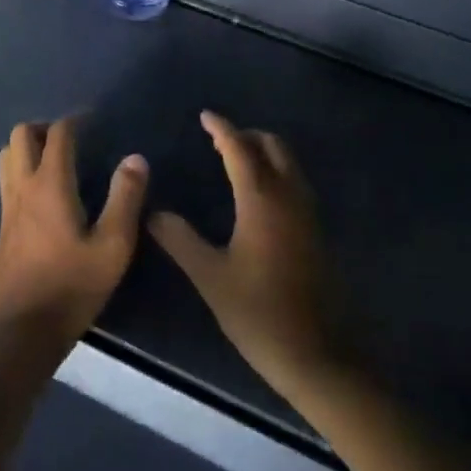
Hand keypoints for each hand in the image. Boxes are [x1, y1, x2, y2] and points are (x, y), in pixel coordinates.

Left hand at [0, 118, 147, 351]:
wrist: (24, 331)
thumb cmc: (72, 286)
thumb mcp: (113, 246)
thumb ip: (125, 198)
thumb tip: (135, 158)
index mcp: (50, 185)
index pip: (58, 134)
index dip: (75, 120)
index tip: (94, 120)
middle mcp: (23, 187)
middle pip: (21, 135)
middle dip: (45, 127)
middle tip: (72, 138)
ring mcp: (8, 207)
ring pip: (7, 155)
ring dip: (28, 146)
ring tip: (55, 158)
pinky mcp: (3, 226)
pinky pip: (6, 180)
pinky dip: (21, 169)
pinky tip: (43, 191)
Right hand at [149, 112, 341, 400]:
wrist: (316, 355)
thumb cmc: (258, 313)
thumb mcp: (210, 276)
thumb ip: (180, 240)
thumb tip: (153, 213)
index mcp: (261, 199)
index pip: (239, 149)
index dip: (221, 128)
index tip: (205, 115)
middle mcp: (289, 196)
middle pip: (272, 146)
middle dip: (246, 135)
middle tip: (218, 141)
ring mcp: (308, 213)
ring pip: (288, 163)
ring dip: (264, 152)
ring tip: (235, 162)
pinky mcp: (316, 231)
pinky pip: (296, 183)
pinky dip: (276, 172)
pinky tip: (258, 196)